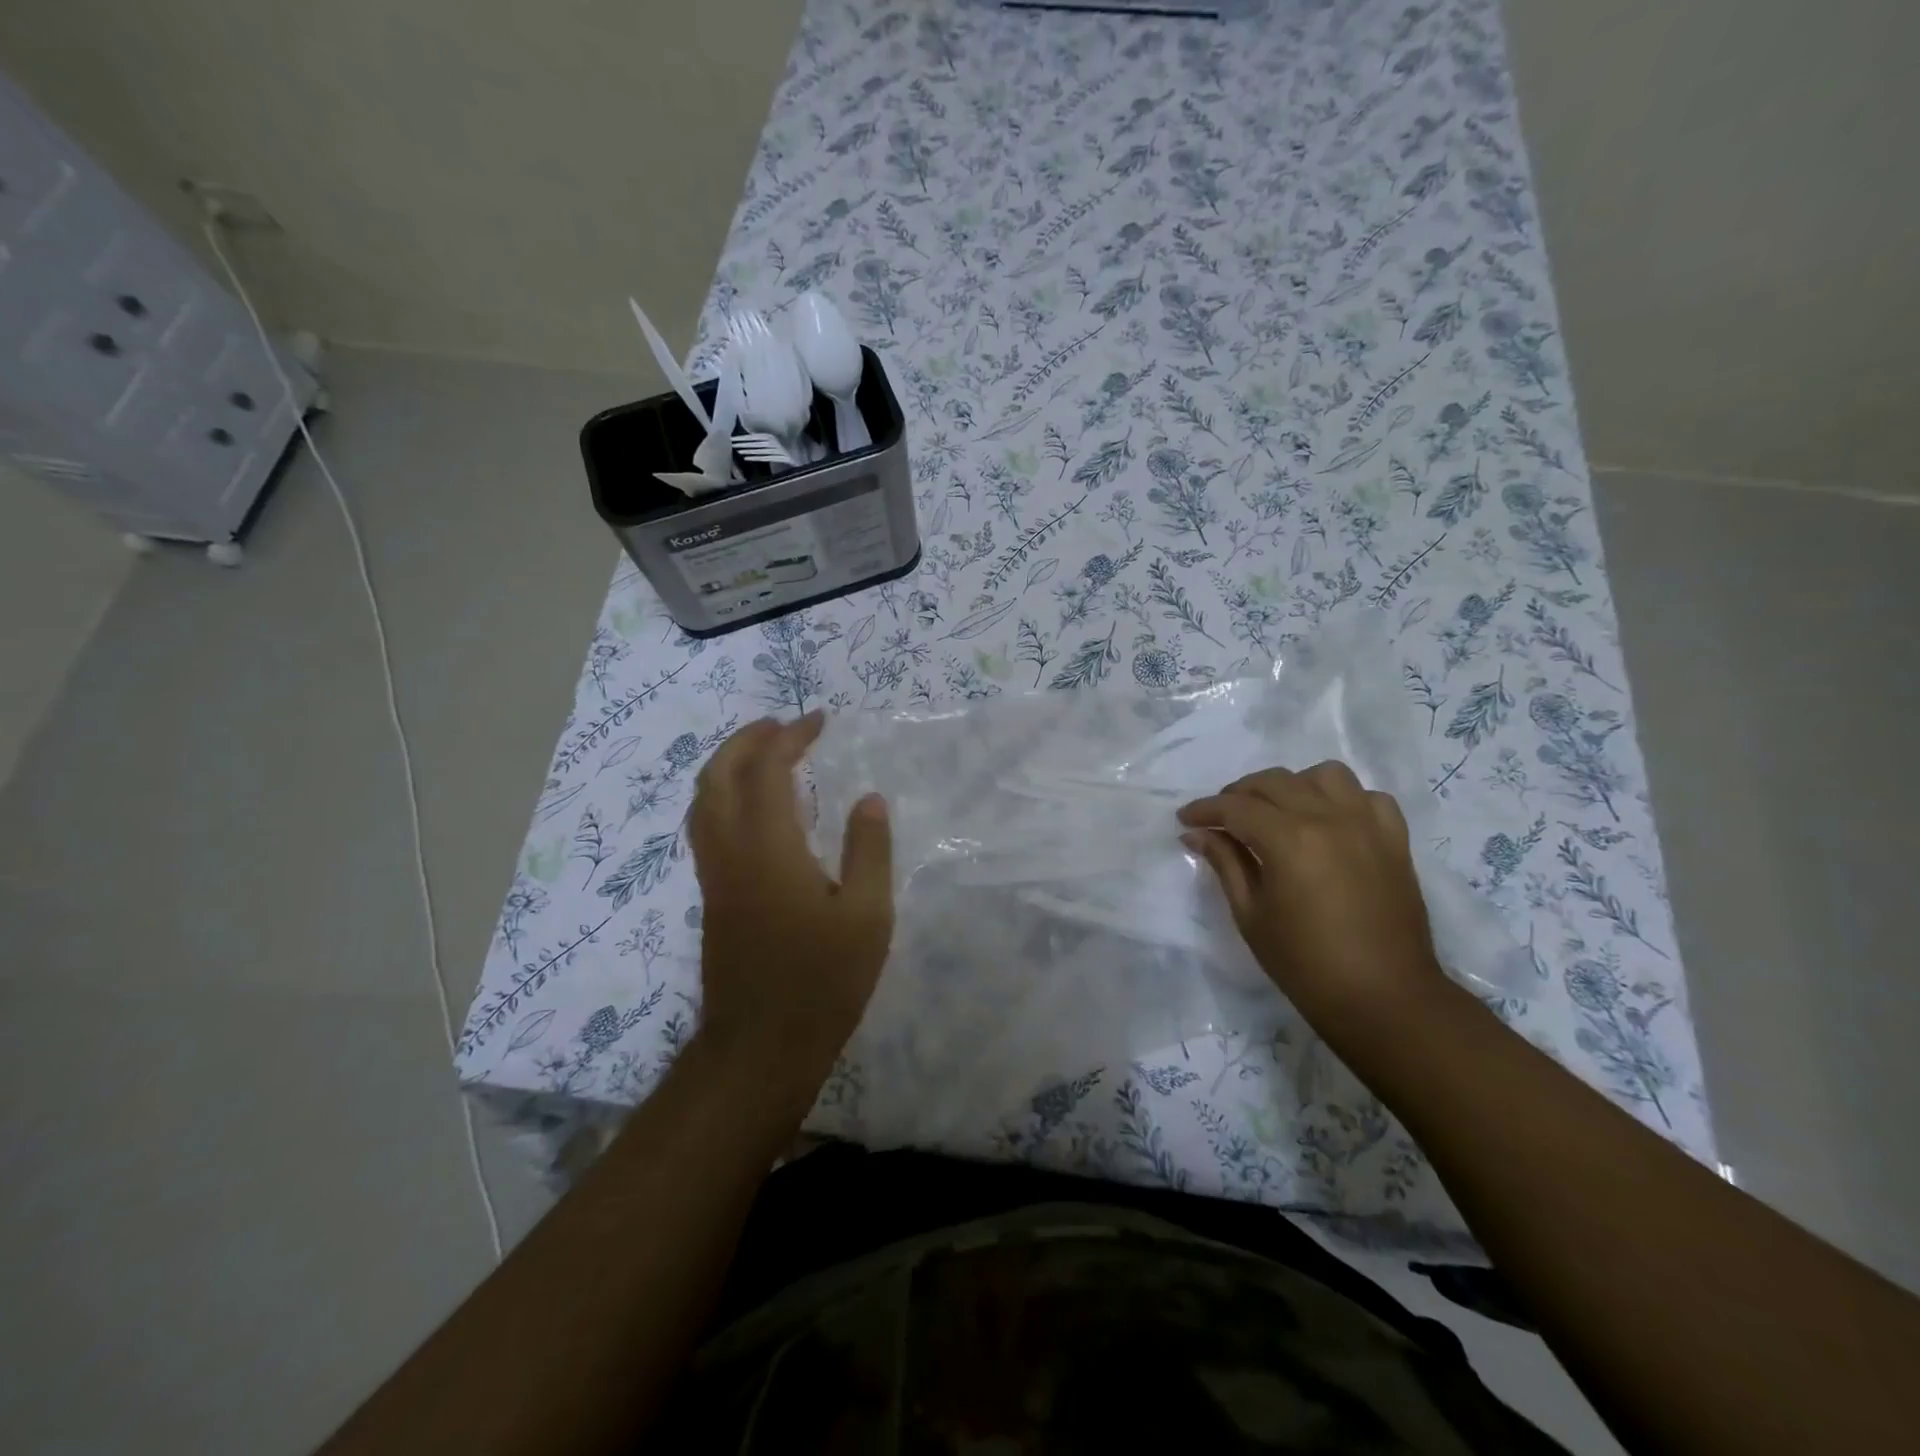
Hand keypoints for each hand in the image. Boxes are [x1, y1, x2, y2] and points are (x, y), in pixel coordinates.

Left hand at [689, 712, 892, 1099]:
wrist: (761, 1047)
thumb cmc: (822, 981)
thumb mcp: (867, 916)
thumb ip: (869, 850)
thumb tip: (869, 799)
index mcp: (769, 848)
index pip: (768, 770)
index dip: (791, 737)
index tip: (820, 721)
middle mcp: (731, 851)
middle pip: (718, 775)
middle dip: (747, 740)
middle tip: (782, 726)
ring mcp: (714, 875)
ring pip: (703, 801)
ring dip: (728, 765)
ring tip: (765, 755)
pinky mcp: (712, 897)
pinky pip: (706, 826)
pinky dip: (724, 796)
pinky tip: (755, 809)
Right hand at [1178, 762, 1445, 1036]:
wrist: (1383, 998)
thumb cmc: (1305, 963)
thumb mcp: (1251, 914)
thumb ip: (1225, 863)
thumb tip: (1197, 833)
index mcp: (1288, 839)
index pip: (1236, 806)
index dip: (1205, 809)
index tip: (1185, 818)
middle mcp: (1328, 818)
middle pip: (1274, 782)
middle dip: (1239, 794)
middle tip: (1221, 818)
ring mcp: (1367, 825)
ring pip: (1324, 775)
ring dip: (1293, 786)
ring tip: (1279, 811)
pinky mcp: (1394, 840)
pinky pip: (1368, 797)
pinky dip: (1343, 800)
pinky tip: (1329, 821)